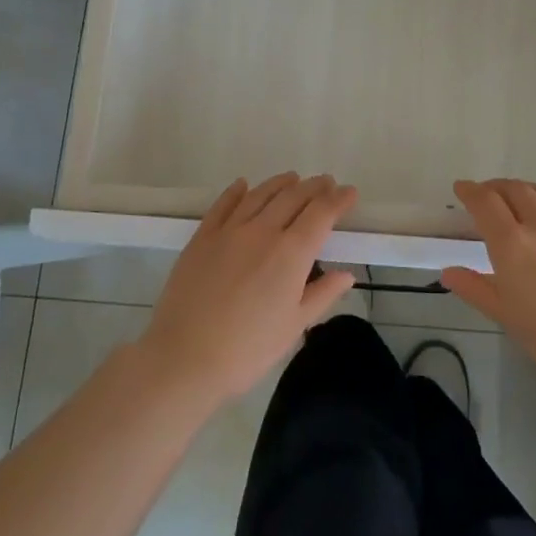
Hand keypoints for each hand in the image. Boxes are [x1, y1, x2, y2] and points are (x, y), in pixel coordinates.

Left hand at [140, 173, 357, 400]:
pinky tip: (243, 185)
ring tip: (292, 178)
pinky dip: (236, 191)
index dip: (338, 200)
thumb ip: (322, 295)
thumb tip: (346, 274)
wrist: (185, 357)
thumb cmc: (248, 349)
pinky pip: (223, 205)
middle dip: (314, 187)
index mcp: (291, 253)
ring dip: (280, 183)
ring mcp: (229, 231)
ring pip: (260, 195)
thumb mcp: (294, 326)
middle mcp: (263, 231)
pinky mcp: (202, 237)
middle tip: (326, 182)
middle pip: (293, 197)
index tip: (350, 193)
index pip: (321, 214)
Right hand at [442, 178, 535, 399]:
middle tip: (486, 194)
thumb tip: (449, 273)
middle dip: (496, 187)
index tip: (462, 188)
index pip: (485, 203)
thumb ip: (477, 289)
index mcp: (513, 245)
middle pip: (515, 190)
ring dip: (526, 189)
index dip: (470, 191)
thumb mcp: (510, 319)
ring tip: (519, 196)